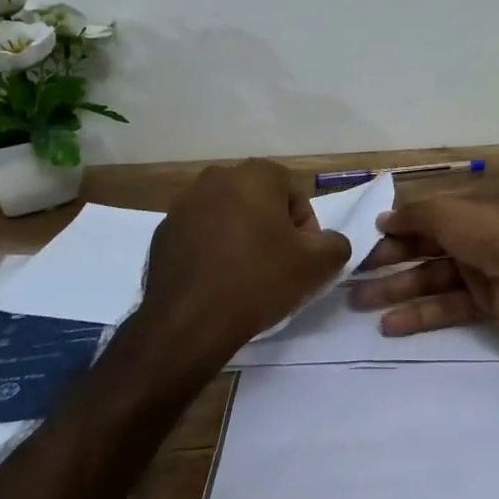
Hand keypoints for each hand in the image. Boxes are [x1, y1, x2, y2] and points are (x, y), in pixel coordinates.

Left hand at [144, 160, 350, 359]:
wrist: (188, 323)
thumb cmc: (257, 281)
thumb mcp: (315, 265)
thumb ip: (336, 244)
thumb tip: (329, 242)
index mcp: (256, 175)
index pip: (295, 195)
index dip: (305, 230)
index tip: (300, 260)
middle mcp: (217, 177)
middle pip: (260, 201)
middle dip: (272, 229)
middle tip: (276, 267)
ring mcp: (184, 203)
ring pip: (229, 216)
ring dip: (241, 237)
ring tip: (245, 276)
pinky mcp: (163, 231)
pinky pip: (200, 234)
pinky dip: (212, 250)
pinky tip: (217, 280)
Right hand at [348, 191, 498, 336]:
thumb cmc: (494, 230)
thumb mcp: (449, 210)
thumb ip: (414, 215)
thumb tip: (384, 219)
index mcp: (467, 205)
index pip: (424, 214)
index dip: (396, 226)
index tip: (365, 240)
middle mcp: (472, 233)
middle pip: (423, 246)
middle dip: (389, 260)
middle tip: (352, 277)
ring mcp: (479, 268)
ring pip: (430, 278)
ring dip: (396, 290)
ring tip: (358, 303)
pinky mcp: (484, 301)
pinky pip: (446, 306)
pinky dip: (418, 314)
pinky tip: (388, 324)